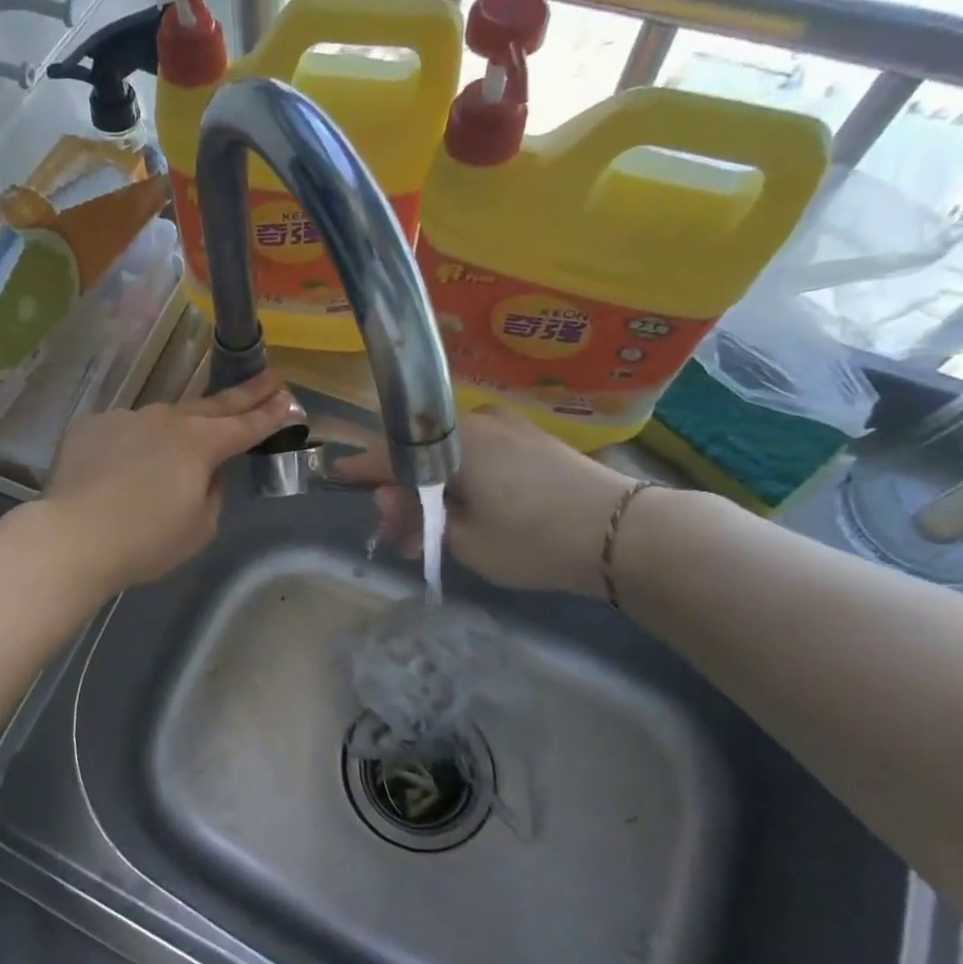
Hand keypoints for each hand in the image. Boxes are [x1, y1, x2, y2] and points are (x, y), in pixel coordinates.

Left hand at [42, 372, 296, 591]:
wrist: (74, 536)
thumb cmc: (146, 541)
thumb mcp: (199, 528)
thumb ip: (212, 493)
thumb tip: (208, 474)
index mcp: (200, 444)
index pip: (245, 426)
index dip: (269, 415)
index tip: (289, 400)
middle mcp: (166, 419)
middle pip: (212, 405)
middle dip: (244, 395)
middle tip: (269, 378)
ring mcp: (126, 418)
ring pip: (162, 419)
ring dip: (178, 427)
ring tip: (179, 446)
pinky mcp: (92, 426)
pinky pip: (123, 432)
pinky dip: (131, 445)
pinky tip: (122, 469)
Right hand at [332, 406, 636, 595]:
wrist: (626, 533)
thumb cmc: (534, 538)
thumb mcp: (463, 541)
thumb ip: (417, 518)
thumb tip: (389, 499)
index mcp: (452, 440)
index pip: (389, 451)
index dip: (361, 468)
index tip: (336, 475)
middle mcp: (475, 422)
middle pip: (418, 454)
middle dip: (401, 493)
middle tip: (398, 536)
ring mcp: (506, 428)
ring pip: (447, 456)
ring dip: (430, 491)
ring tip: (429, 536)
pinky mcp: (530, 441)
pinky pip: (477, 455)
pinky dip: (459, 482)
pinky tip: (461, 513)